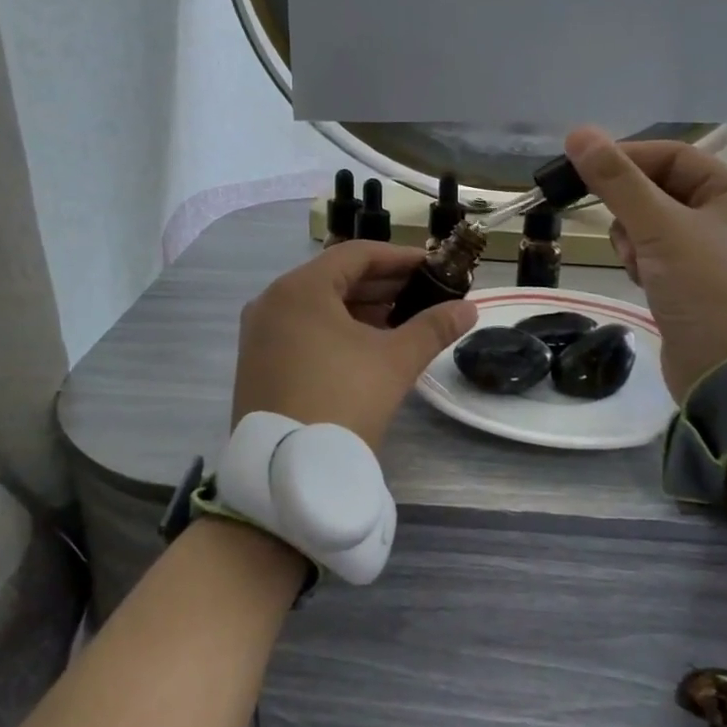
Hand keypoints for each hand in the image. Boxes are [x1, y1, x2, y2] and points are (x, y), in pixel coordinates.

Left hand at [232, 241, 477, 447]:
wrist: (289, 471)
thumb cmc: (343, 400)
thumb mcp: (394, 361)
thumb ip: (433, 327)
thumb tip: (469, 308)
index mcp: (300, 289)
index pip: (356, 254)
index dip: (399, 257)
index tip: (433, 266)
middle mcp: (272, 302)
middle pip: (335, 278)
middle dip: (383, 284)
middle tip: (424, 294)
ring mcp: (260, 334)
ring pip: (318, 306)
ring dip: (362, 308)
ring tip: (403, 320)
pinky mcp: (258, 362)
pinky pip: (303, 329)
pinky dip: (337, 329)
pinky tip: (368, 345)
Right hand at [564, 126, 726, 400]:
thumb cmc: (704, 289)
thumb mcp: (658, 228)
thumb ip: (617, 181)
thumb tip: (578, 133)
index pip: (675, 155)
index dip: (629, 157)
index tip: (586, 168)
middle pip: (662, 190)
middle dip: (631, 207)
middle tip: (616, 227)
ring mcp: (713, 255)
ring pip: (653, 224)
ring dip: (633, 237)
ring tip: (635, 262)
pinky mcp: (694, 284)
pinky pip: (656, 254)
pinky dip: (641, 261)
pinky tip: (641, 280)